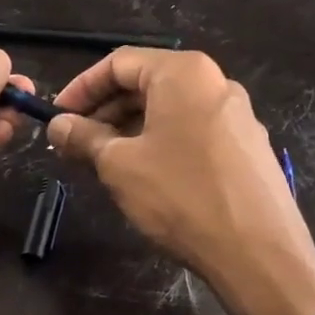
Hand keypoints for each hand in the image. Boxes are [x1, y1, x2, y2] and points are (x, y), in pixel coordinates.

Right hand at [46, 49, 314, 314]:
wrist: (258, 252)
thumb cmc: (180, 196)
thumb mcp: (119, 165)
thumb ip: (84, 137)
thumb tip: (57, 125)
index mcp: (184, 73)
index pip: (119, 63)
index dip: (81, 88)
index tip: (56, 117)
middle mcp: (215, 83)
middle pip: (147, 83)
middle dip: (104, 111)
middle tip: (74, 144)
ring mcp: (237, 115)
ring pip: (169, 110)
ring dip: (129, 130)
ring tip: (102, 163)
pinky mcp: (247, 147)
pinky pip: (192, 131)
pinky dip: (160, 143)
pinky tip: (144, 176)